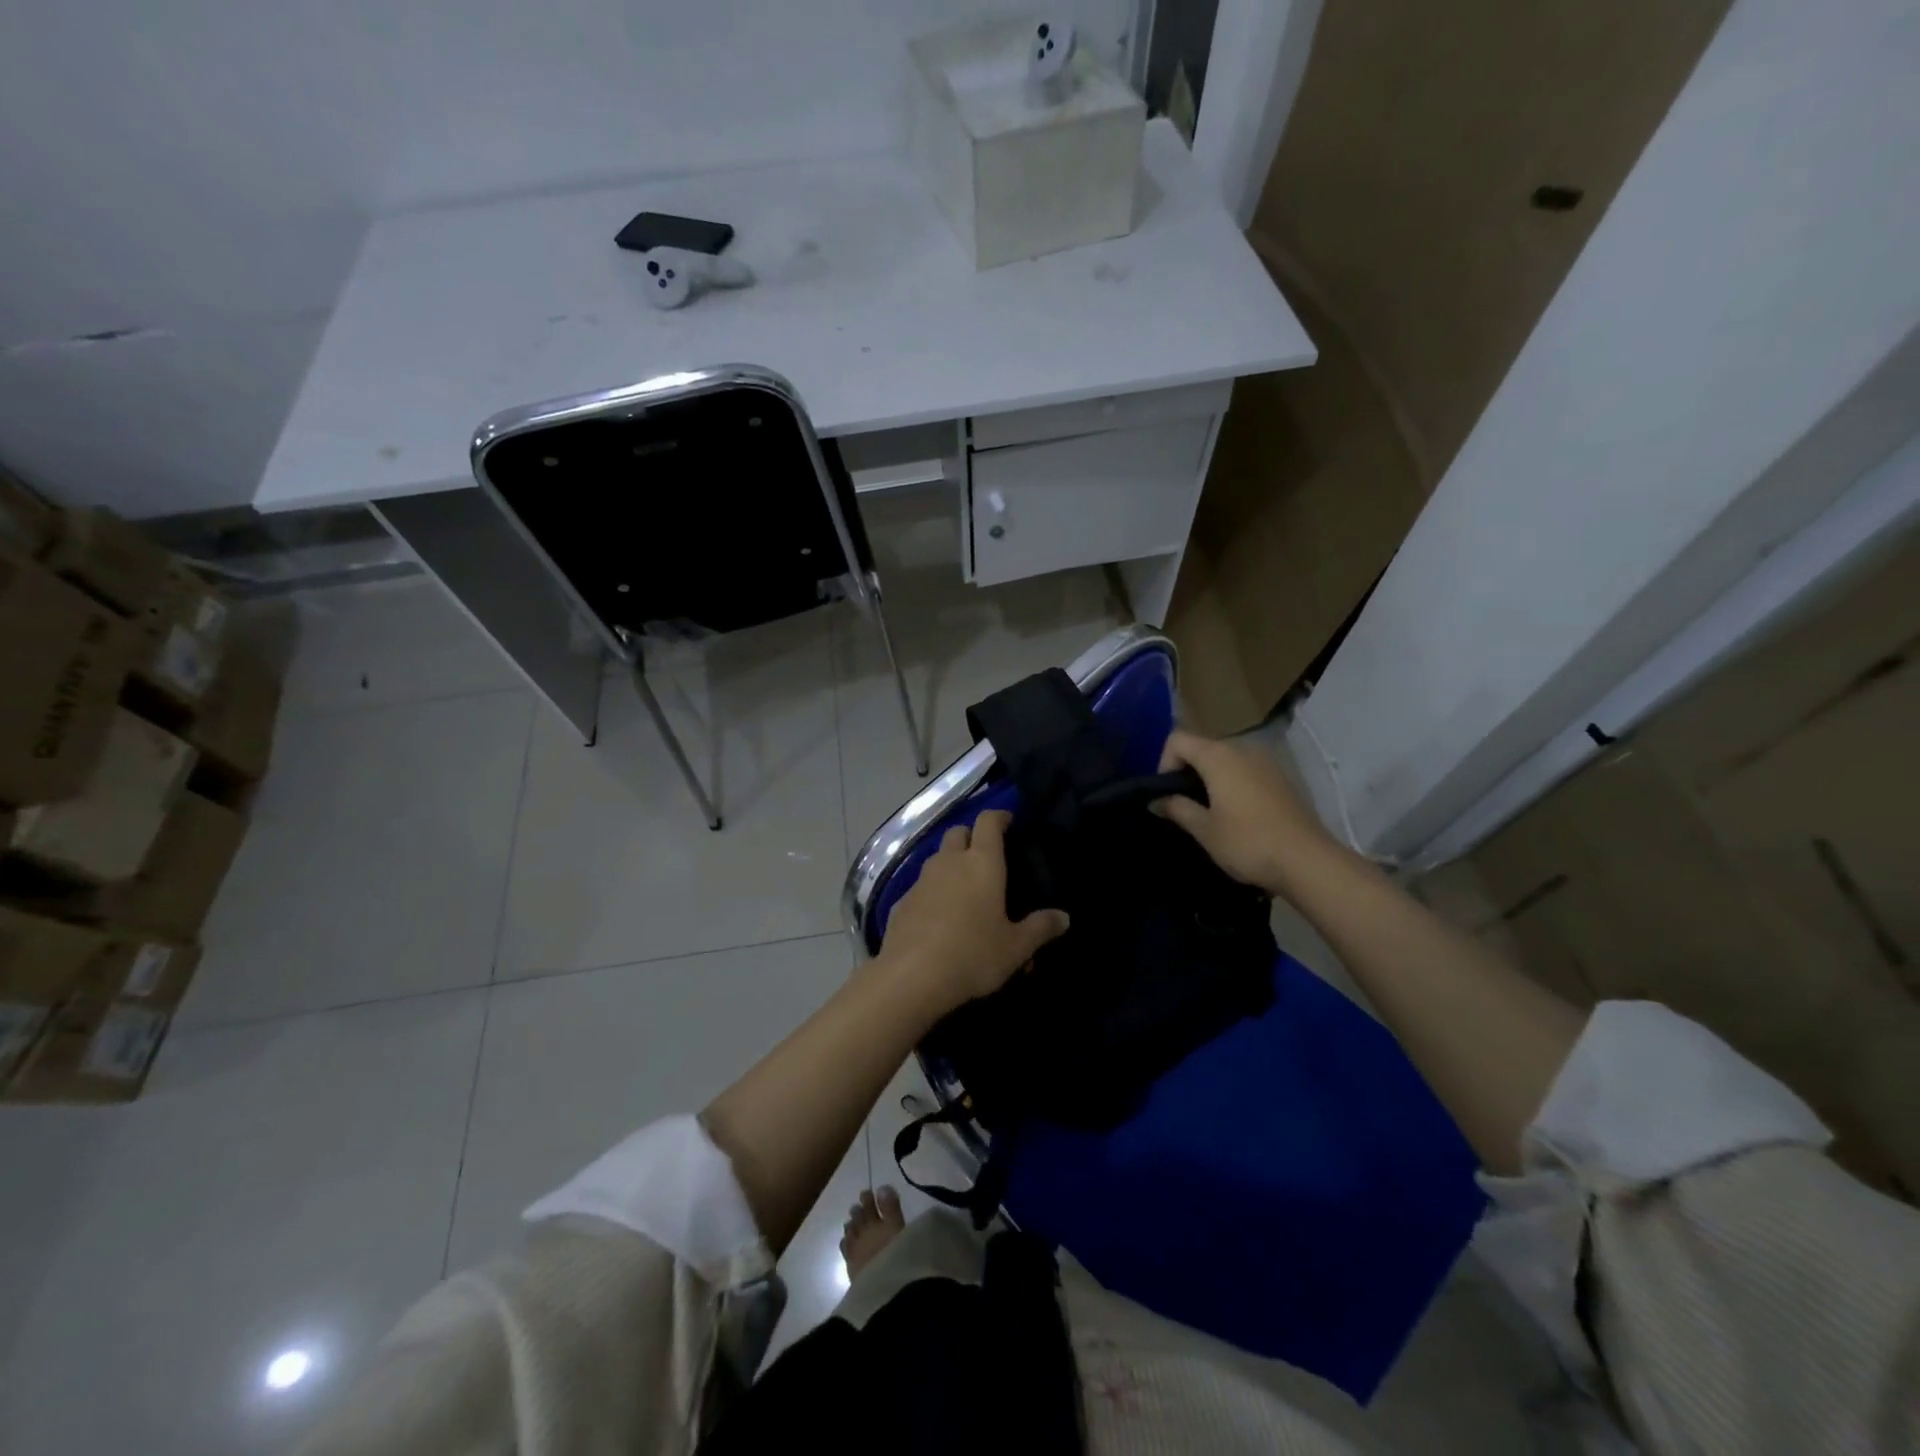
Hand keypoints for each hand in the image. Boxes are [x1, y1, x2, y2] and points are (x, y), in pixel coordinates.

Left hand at [878, 810, 1069, 1017]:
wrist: (911, 977)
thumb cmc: (973, 954)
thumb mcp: (1016, 947)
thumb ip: (1040, 928)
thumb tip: (1063, 917)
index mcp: (982, 863)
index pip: (988, 822)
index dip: (999, 816)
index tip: (1009, 821)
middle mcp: (949, 862)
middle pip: (958, 832)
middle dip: (972, 837)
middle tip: (987, 858)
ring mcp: (921, 880)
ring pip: (937, 859)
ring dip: (950, 865)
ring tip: (965, 890)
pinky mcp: (901, 902)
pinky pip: (921, 887)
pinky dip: (932, 893)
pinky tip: (939, 918)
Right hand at [1154, 728, 1339, 892]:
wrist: (1308, 861)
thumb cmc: (1248, 842)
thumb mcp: (1204, 829)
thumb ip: (1177, 808)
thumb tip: (1157, 800)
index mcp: (1218, 756)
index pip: (1178, 740)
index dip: (1164, 763)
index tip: (1167, 795)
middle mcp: (1243, 749)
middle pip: (1202, 747)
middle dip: (1187, 772)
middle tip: (1184, 807)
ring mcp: (1266, 761)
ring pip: (1226, 759)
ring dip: (1211, 779)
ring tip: (1210, 812)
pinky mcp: (1282, 777)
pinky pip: (1246, 770)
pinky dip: (1233, 784)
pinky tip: (1238, 815)